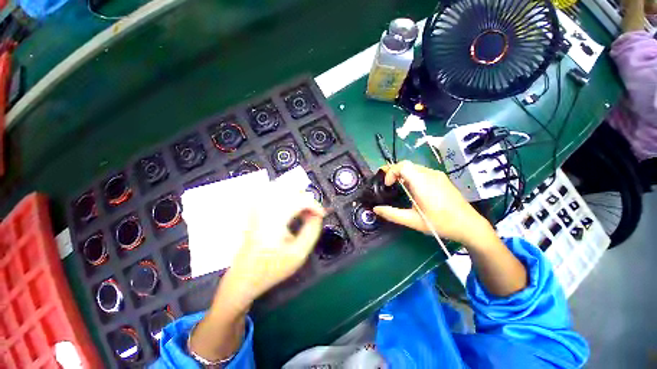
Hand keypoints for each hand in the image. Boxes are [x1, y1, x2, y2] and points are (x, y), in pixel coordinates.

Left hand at [217, 192, 324, 310]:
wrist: (245, 276)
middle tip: (312, 211)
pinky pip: (270, 192)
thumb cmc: (271, 268)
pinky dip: (284, 194)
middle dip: (305, 198)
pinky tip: (288, 204)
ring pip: (279, 187)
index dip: (314, 205)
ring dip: (295, 194)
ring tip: (302, 207)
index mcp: (275, 220)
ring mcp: (257, 208)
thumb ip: (312, 232)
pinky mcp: (255, 210)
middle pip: (289, 189)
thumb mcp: (298, 254)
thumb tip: (317, 216)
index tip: (321, 214)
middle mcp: (264, 210)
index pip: (299, 200)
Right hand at [373, 161, 492, 246]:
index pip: (402, 165)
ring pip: (414, 167)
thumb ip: (392, 214)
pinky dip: (411, 176)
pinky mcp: (441, 178)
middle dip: (394, 172)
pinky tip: (413, 189)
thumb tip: (376, 209)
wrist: (469, 225)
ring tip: (398, 187)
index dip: (391, 172)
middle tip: (388, 185)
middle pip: (406, 164)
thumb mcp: (413, 221)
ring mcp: (437, 175)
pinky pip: (421, 171)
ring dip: (402, 174)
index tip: (388, 185)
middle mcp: (429, 174)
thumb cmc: (440, 223)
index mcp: (422, 183)